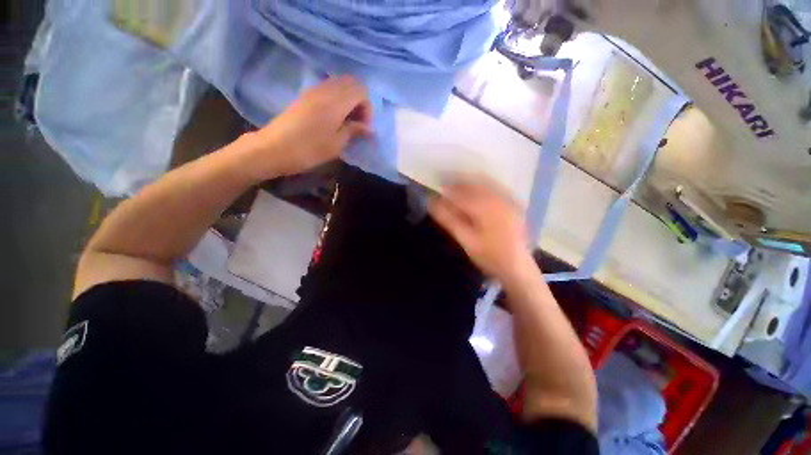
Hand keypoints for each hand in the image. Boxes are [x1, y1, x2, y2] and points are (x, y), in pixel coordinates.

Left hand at [244, 76, 371, 178]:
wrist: (274, 149)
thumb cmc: (309, 149)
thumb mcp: (336, 144)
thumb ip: (354, 131)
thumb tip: (369, 129)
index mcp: (336, 101)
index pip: (361, 90)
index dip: (367, 108)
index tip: (363, 127)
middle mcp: (325, 90)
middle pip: (351, 82)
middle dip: (359, 101)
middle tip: (357, 122)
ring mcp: (313, 91)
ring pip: (339, 84)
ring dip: (348, 100)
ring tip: (346, 122)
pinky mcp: (305, 96)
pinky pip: (328, 89)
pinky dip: (337, 99)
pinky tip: (334, 118)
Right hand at [428, 178, 532, 281]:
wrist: (518, 267)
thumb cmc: (489, 256)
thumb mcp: (466, 240)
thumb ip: (449, 219)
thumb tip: (432, 202)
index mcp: (484, 208)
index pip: (461, 193)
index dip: (447, 189)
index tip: (436, 187)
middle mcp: (497, 199)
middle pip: (473, 184)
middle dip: (458, 182)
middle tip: (445, 184)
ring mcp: (508, 201)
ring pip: (485, 183)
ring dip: (470, 182)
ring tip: (457, 185)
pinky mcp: (513, 204)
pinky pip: (495, 188)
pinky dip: (482, 185)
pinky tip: (476, 190)